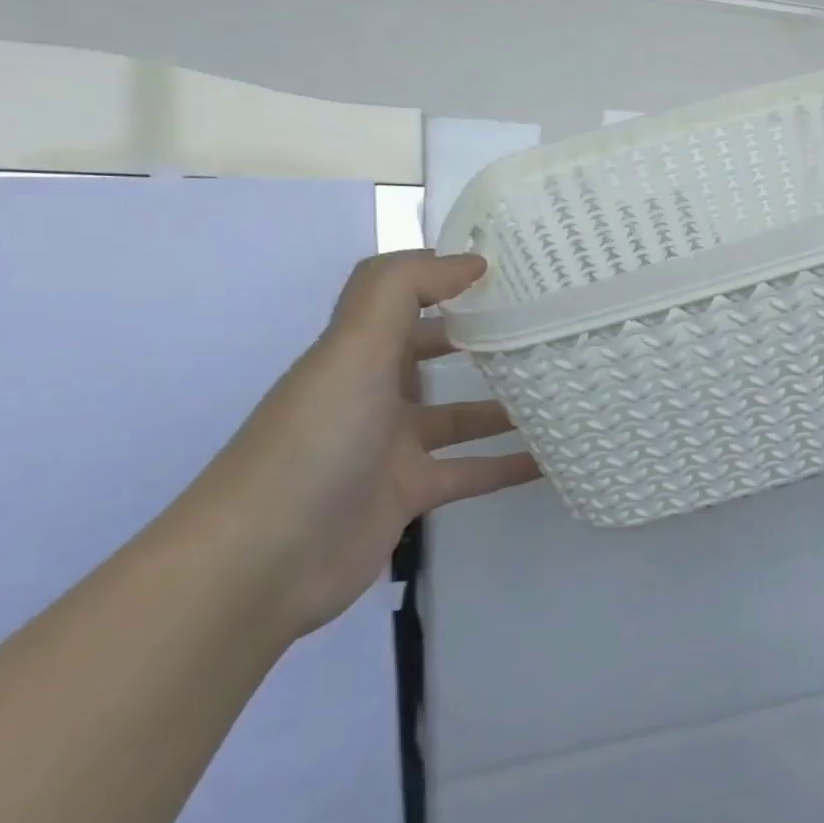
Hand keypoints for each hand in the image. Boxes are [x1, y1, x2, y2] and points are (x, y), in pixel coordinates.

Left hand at [185, 252, 538, 637]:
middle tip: (547, 326)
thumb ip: (403, 291)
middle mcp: (372, 393)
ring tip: (562, 388)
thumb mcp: (352, 350)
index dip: (449, 277)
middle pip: (435, 353)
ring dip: (505, 403)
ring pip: (461, 415)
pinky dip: (508, 465)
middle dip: (484, 337)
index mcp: (355, 352)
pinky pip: (471, 470)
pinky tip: (552, 459)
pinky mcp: (409, 495)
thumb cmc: (314, 442)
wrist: (261, 563)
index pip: (405, 298)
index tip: (512, 268)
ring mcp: (391, 448)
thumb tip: (471, 259)